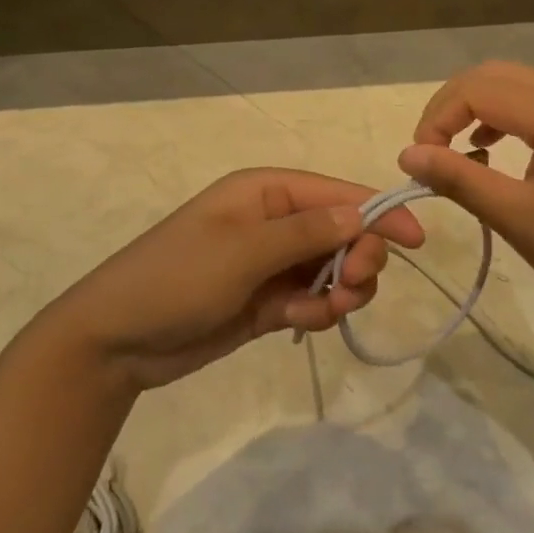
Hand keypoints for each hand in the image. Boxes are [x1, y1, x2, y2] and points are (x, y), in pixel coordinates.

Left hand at [47, 169, 424, 390]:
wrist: (118, 340)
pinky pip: (311, 298)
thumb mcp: (244, 251)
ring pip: (332, 269)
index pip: (338, 193)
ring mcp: (270, 263)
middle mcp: (273, 221)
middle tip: (353, 286)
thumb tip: (361, 210)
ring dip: (339, 290)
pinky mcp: (266, 300)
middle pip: (342, 232)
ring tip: (321, 310)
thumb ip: (307, 232)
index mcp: (266, 192)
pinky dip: (316, 310)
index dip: (378, 212)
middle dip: (357, 258)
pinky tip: (299, 322)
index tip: (416, 242)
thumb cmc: (178, 278)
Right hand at [398, 62, 533, 323]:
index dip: (438, 118)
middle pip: (494, 76)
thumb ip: (458, 178)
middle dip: (452, 104)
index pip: (479, 90)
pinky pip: (533, 105)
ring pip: (513, 86)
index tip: (419, 160)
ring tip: (452, 149)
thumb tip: (407, 155)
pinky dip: (500, 118)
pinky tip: (488, 152)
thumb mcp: (515, 217)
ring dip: (475, 108)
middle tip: (429, 148)